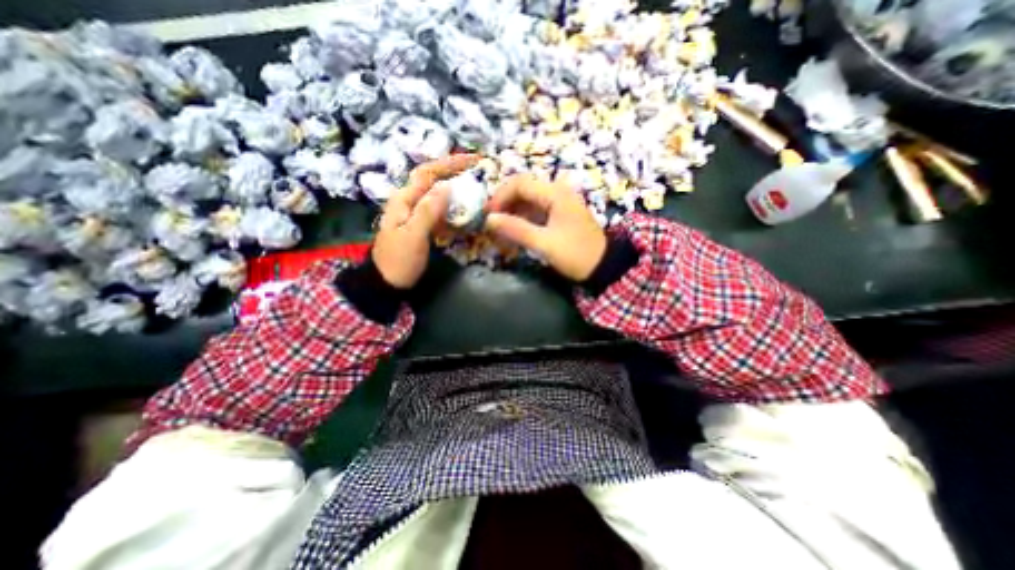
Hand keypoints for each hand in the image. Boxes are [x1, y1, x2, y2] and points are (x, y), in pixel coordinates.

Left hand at [373, 151, 479, 289]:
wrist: (388, 283)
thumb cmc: (400, 260)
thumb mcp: (413, 236)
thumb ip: (428, 211)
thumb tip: (447, 187)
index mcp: (404, 199)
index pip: (428, 173)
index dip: (449, 163)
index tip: (473, 160)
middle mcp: (410, 202)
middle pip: (434, 180)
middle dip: (455, 173)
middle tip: (479, 173)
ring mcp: (416, 214)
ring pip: (438, 195)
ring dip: (457, 190)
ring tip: (477, 189)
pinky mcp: (422, 226)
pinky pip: (440, 211)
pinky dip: (454, 208)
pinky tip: (466, 211)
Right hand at [487, 174, 604, 279]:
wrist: (603, 267)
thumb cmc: (575, 254)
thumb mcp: (544, 243)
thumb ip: (516, 229)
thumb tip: (489, 220)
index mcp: (555, 193)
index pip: (520, 184)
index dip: (500, 197)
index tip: (488, 215)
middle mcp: (558, 191)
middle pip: (523, 188)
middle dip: (505, 203)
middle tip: (492, 222)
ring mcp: (560, 202)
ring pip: (529, 199)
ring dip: (513, 211)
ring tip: (500, 229)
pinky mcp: (560, 213)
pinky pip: (536, 209)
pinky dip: (523, 218)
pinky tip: (515, 230)